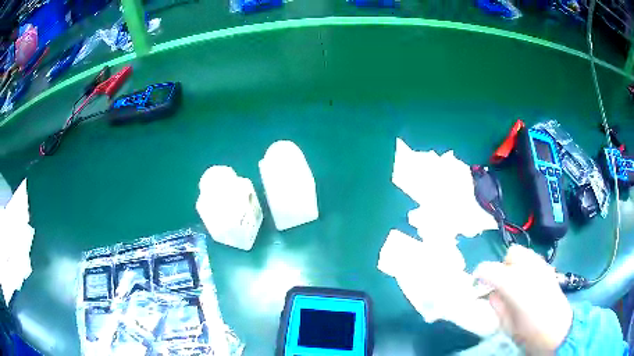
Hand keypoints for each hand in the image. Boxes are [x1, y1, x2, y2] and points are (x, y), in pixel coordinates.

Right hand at [473, 245, 572, 354]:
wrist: (557, 331)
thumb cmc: (529, 333)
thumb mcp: (506, 325)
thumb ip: (498, 305)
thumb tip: (491, 293)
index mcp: (515, 284)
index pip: (491, 269)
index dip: (480, 274)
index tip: (477, 283)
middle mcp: (530, 269)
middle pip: (512, 253)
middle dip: (503, 265)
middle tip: (500, 284)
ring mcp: (542, 267)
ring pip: (524, 253)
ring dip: (515, 265)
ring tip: (515, 283)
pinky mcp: (549, 270)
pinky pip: (534, 260)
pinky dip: (527, 267)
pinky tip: (528, 283)